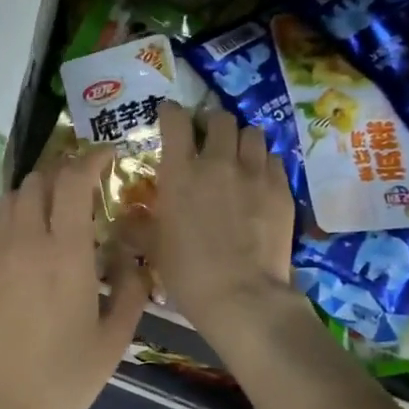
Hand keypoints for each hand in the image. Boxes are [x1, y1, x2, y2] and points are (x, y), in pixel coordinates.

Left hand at [0, 149, 150, 408]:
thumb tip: (134, 257)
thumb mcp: (113, 339)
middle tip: (83, 186)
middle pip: (35, 182)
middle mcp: (23, 244)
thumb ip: (130, 289)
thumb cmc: (63, 379)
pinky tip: (30, 252)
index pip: (72, 182)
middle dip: (62, 172)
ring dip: (35, 194)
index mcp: (63, 253)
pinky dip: (16, 225)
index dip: (90, 159)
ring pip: (10, 203)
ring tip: (55, 212)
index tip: (107, 156)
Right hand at [150, 101, 296, 334]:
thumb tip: (127, 217)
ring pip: (252, 133)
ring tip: (237, 156)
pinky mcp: (281, 188)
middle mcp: (217, 162)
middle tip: (208, 140)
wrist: (241, 295)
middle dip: (212, 124)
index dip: (171, 112)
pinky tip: (259, 179)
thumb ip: (139, 225)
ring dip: (241, 140)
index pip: (175, 120)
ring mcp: (253, 172)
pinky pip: (274, 158)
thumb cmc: (187, 273)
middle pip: (219, 119)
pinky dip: (263, 162)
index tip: (170, 115)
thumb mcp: (153, 248)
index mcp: (180, 173)